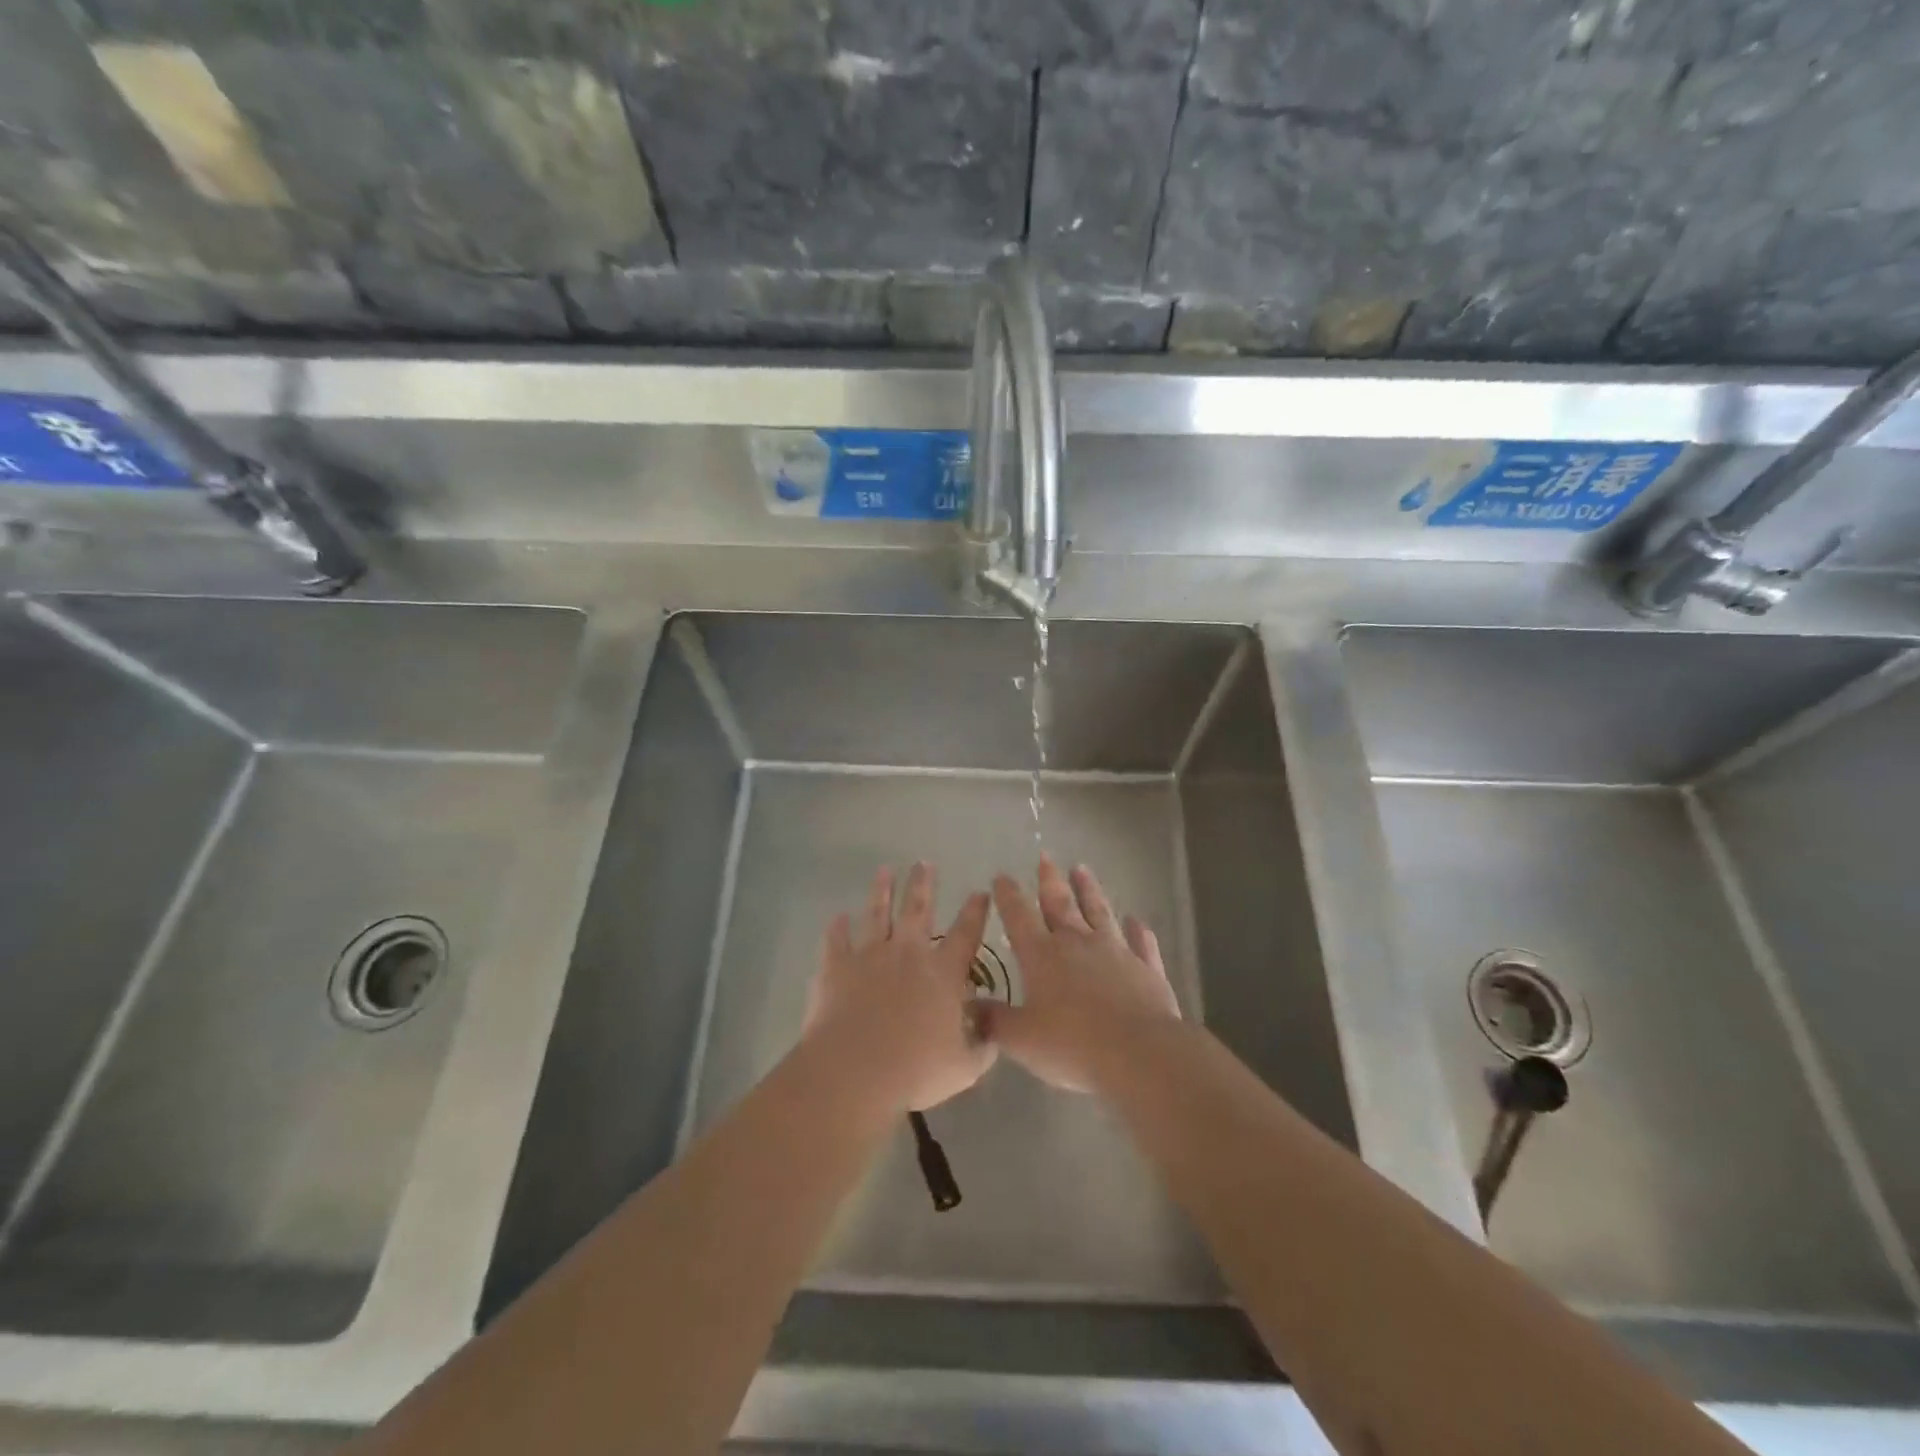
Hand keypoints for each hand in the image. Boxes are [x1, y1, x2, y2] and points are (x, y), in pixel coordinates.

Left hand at [803, 862, 996, 1113]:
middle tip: (924, 863)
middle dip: (923, 884)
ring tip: (884, 870)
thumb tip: (993, 1034)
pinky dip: (837, 928)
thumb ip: (981, 1047)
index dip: (975, 912)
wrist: (855, 1070)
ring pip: (877, 913)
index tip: (980, 892)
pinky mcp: (836, 966)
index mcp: (943, 973)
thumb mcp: (963, 1067)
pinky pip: (836, 940)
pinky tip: (837, 917)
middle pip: (918, 909)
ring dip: (881, 890)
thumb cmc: (915, 1070)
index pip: (965, 934)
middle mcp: (908, 953)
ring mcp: (870, 955)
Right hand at [981, 856, 1180, 1092]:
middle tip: (1045, 857)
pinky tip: (1137, 921)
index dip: (1008, 896)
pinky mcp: (1146, 969)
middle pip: (1061, 904)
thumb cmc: (1072, 1045)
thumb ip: (993, 1021)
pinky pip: (1141, 943)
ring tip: (1082, 869)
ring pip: (1100, 913)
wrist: (1140, 1053)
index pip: (1019, 917)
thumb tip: (967, 1008)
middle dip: (1049, 880)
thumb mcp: (1021, 1040)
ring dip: (1090, 890)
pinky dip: (1138, 931)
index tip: (1001, 876)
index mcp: (1042, 956)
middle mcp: (1077, 944)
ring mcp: (1116, 952)